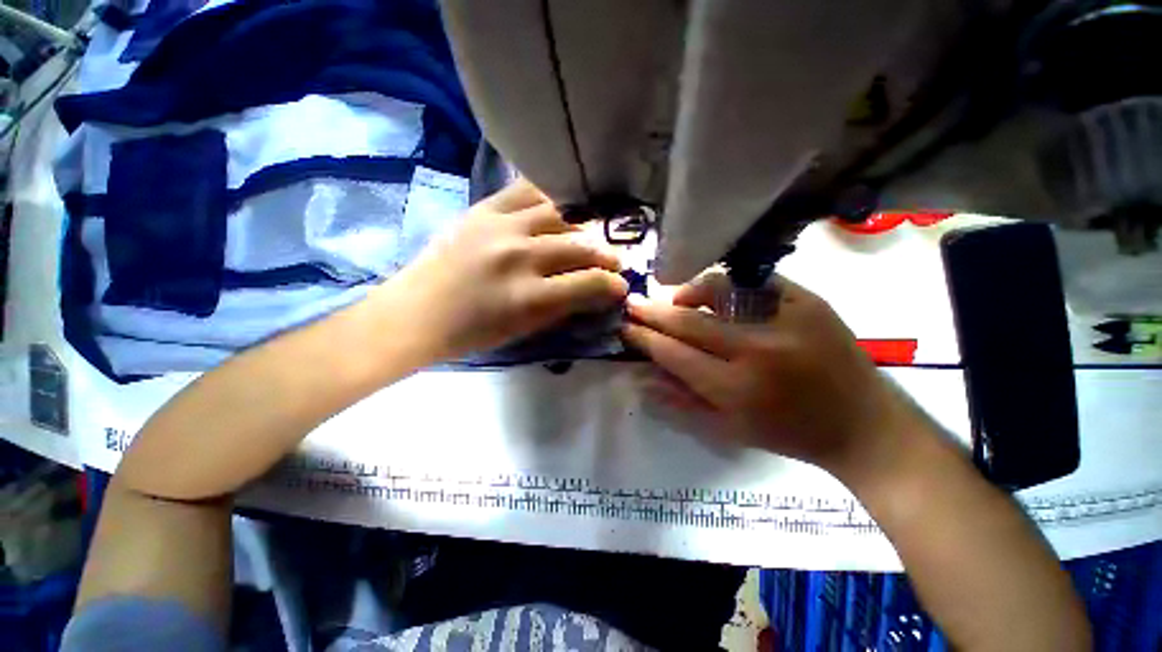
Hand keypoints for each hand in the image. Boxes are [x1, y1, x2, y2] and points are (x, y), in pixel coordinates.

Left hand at [380, 179, 628, 361]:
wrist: (418, 311)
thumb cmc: (473, 331)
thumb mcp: (524, 329)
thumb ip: (563, 307)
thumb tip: (595, 292)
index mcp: (527, 296)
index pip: (588, 283)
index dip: (612, 285)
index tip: (620, 286)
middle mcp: (519, 256)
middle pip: (580, 246)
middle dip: (605, 256)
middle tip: (612, 262)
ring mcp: (500, 226)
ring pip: (561, 215)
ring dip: (582, 228)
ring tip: (587, 236)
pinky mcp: (483, 208)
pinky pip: (528, 191)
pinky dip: (549, 199)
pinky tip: (558, 209)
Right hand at [623, 270, 925, 480]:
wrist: (864, 425)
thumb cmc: (790, 434)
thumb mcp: (730, 431)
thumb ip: (681, 402)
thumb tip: (642, 378)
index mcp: (736, 389)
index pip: (674, 353)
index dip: (645, 337)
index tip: (626, 326)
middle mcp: (757, 351)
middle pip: (689, 321)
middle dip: (653, 310)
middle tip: (633, 303)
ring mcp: (786, 320)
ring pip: (719, 289)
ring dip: (687, 292)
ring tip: (675, 300)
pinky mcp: (808, 301)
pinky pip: (753, 282)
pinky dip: (725, 285)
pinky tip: (714, 295)